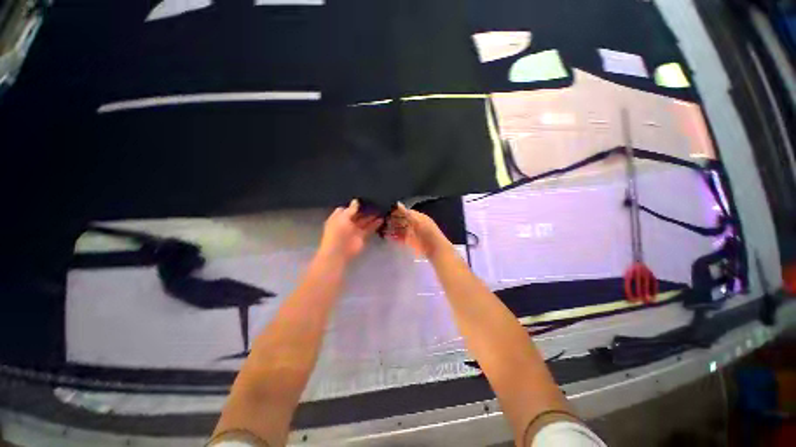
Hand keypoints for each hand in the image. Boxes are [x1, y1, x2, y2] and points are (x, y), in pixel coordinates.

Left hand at [318, 199, 382, 263]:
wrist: (339, 251)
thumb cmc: (337, 232)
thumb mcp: (343, 217)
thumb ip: (351, 209)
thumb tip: (356, 201)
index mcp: (339, 218)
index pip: (347, 209)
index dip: (354, 205)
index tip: (363, 199)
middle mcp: (347, 223)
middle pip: (357, 215)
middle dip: (365, 210)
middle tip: (375, 202)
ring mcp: (355, 230)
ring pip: (364, 221)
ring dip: (372, 216)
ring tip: (381, 209)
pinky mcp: (362, 237)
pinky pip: (369, 229)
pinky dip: (375, 224)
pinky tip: (381, 219)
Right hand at [386, 203, 448, 257]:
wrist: (435, 249)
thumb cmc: (427, 232)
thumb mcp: (417, 221)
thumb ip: (407, 213)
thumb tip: (397, 203)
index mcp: (417, 216)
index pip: (404, 212)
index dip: (396, 211)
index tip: (385, 210)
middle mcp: (413, 223)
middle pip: (401, 220)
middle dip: (392, 220)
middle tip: (381, 220)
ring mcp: (411, 233)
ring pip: (399, 229)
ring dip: (391, 229)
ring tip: (381, 228)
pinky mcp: (409, 242)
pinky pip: (399, 238)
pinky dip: (393, 237)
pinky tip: (386, 236)